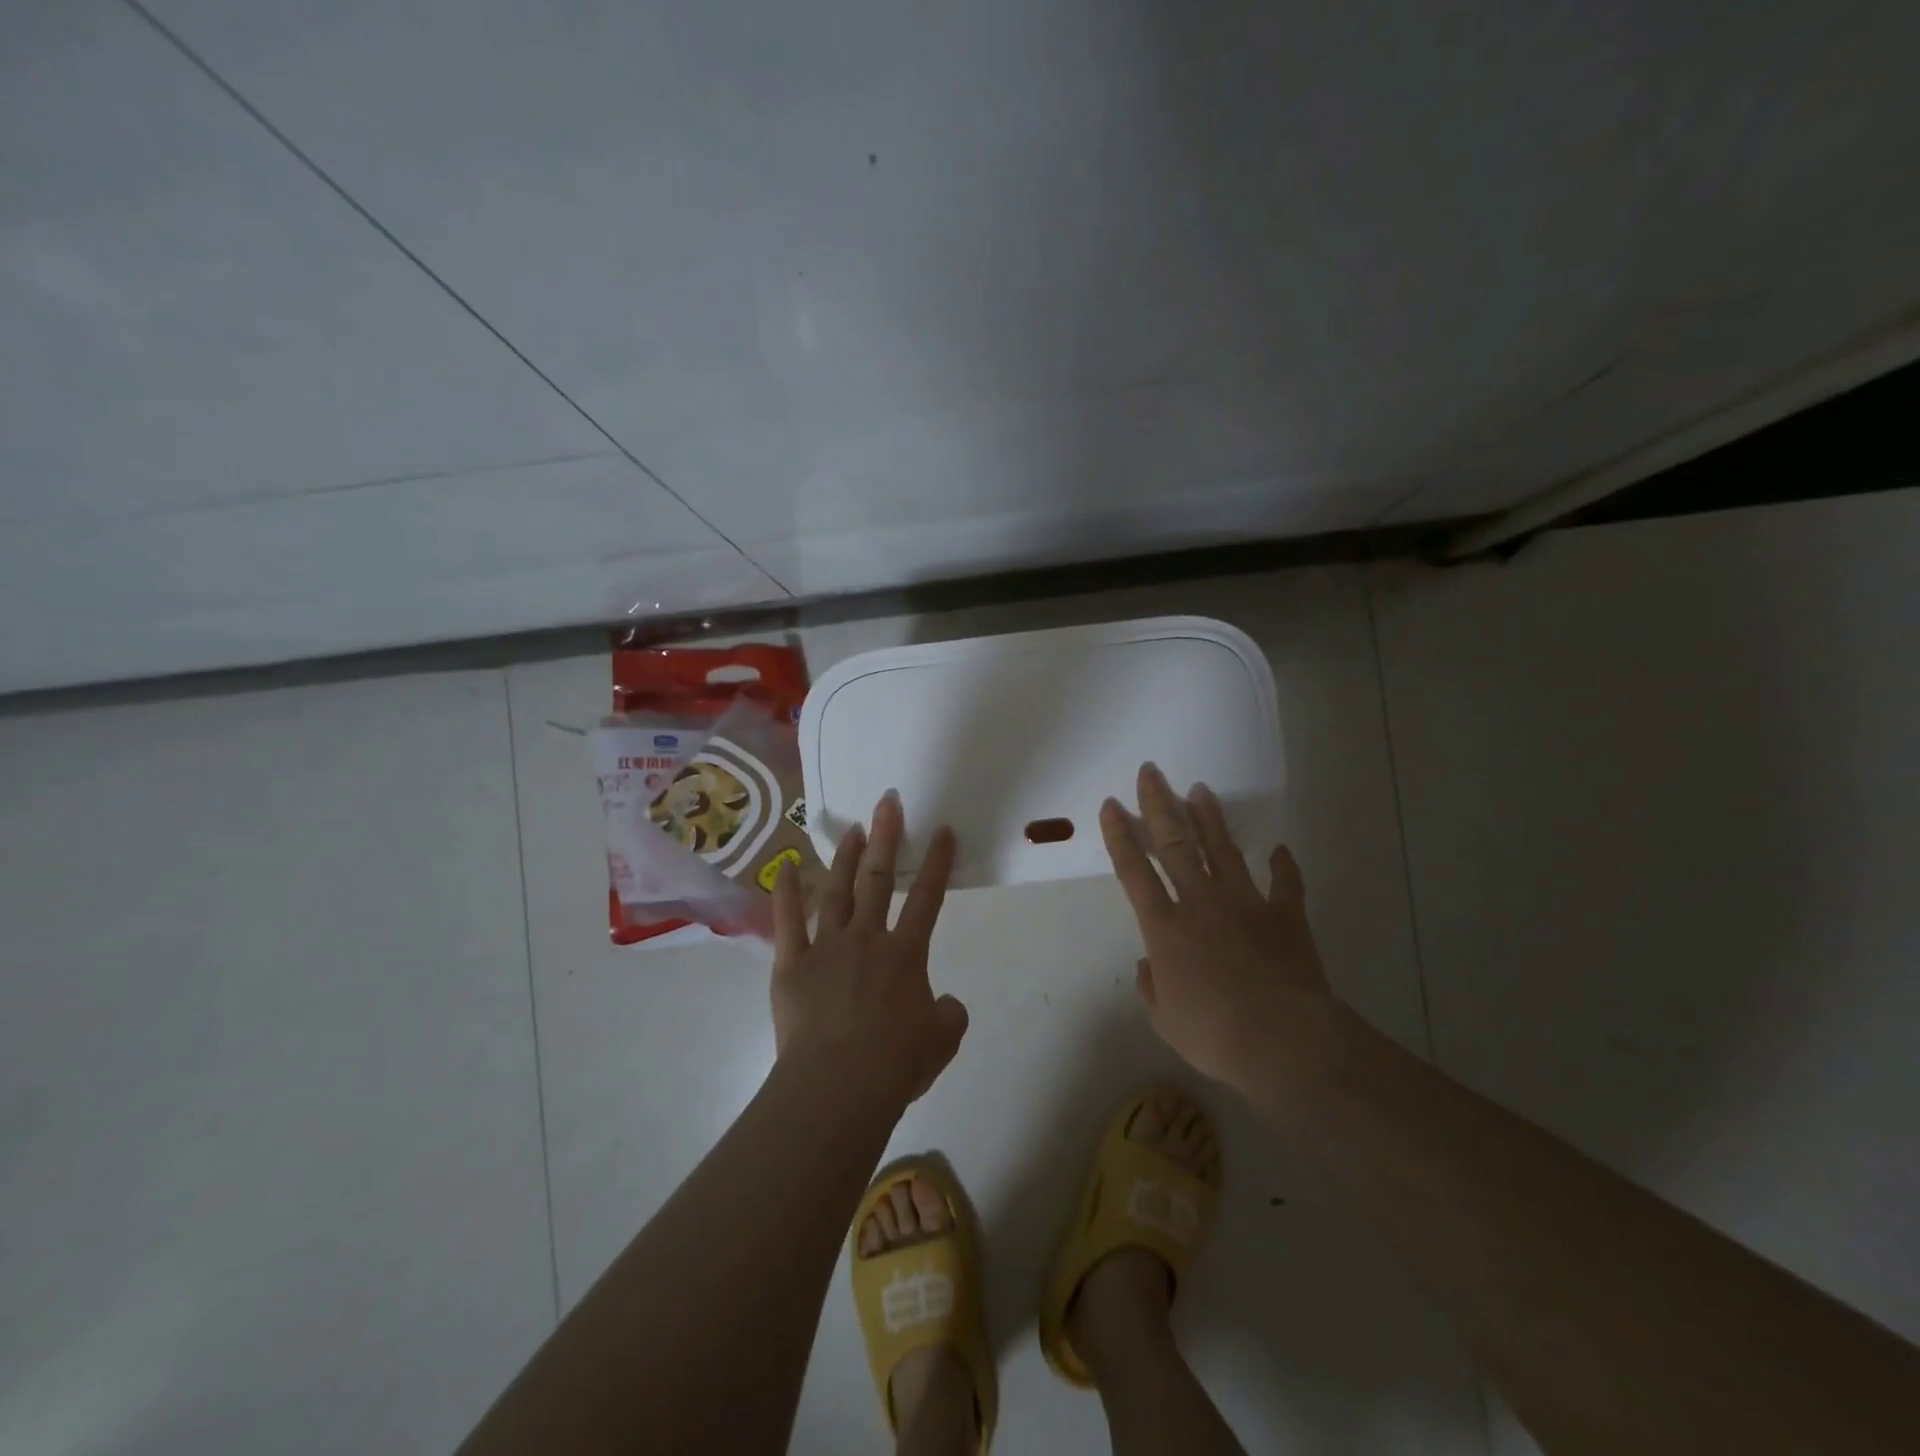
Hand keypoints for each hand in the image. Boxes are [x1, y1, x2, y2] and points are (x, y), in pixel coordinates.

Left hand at [770, 793, 968, 1110]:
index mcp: (905, 953)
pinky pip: (787, 921)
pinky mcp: (792, 964)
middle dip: (887, 837)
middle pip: (879, 878)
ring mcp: (826, 946)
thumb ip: (949, 1013)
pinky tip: (784, 866)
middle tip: (888, 803)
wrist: (837, 1087)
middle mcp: (867, 938)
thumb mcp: (942, 1040)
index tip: (943, 830)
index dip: (938, 862)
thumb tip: (944, 1003)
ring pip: (838, 890)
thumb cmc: (894, 1064)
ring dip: (847, 857)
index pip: (928, 897)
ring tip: (853, 829)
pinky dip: (786, 892)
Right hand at [1100, 762, 1334, 1093]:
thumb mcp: (1165, 1020)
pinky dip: (1283, 866)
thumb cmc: (1214, 1034)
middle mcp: (1200, 903)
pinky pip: (1285, 884)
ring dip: (1210, 819)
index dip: (1119, 836)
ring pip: (1223, 850)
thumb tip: (1147, 965)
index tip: (1112, 805)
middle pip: (1175, 843)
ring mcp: (1245, 904)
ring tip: (1200, 790)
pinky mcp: (1285, 916)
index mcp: (1165, 927)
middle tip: (1152, 771)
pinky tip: (1280, 849)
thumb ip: (1152, 987)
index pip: (1134, 871)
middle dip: (1159, 804)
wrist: (1284, 1042)